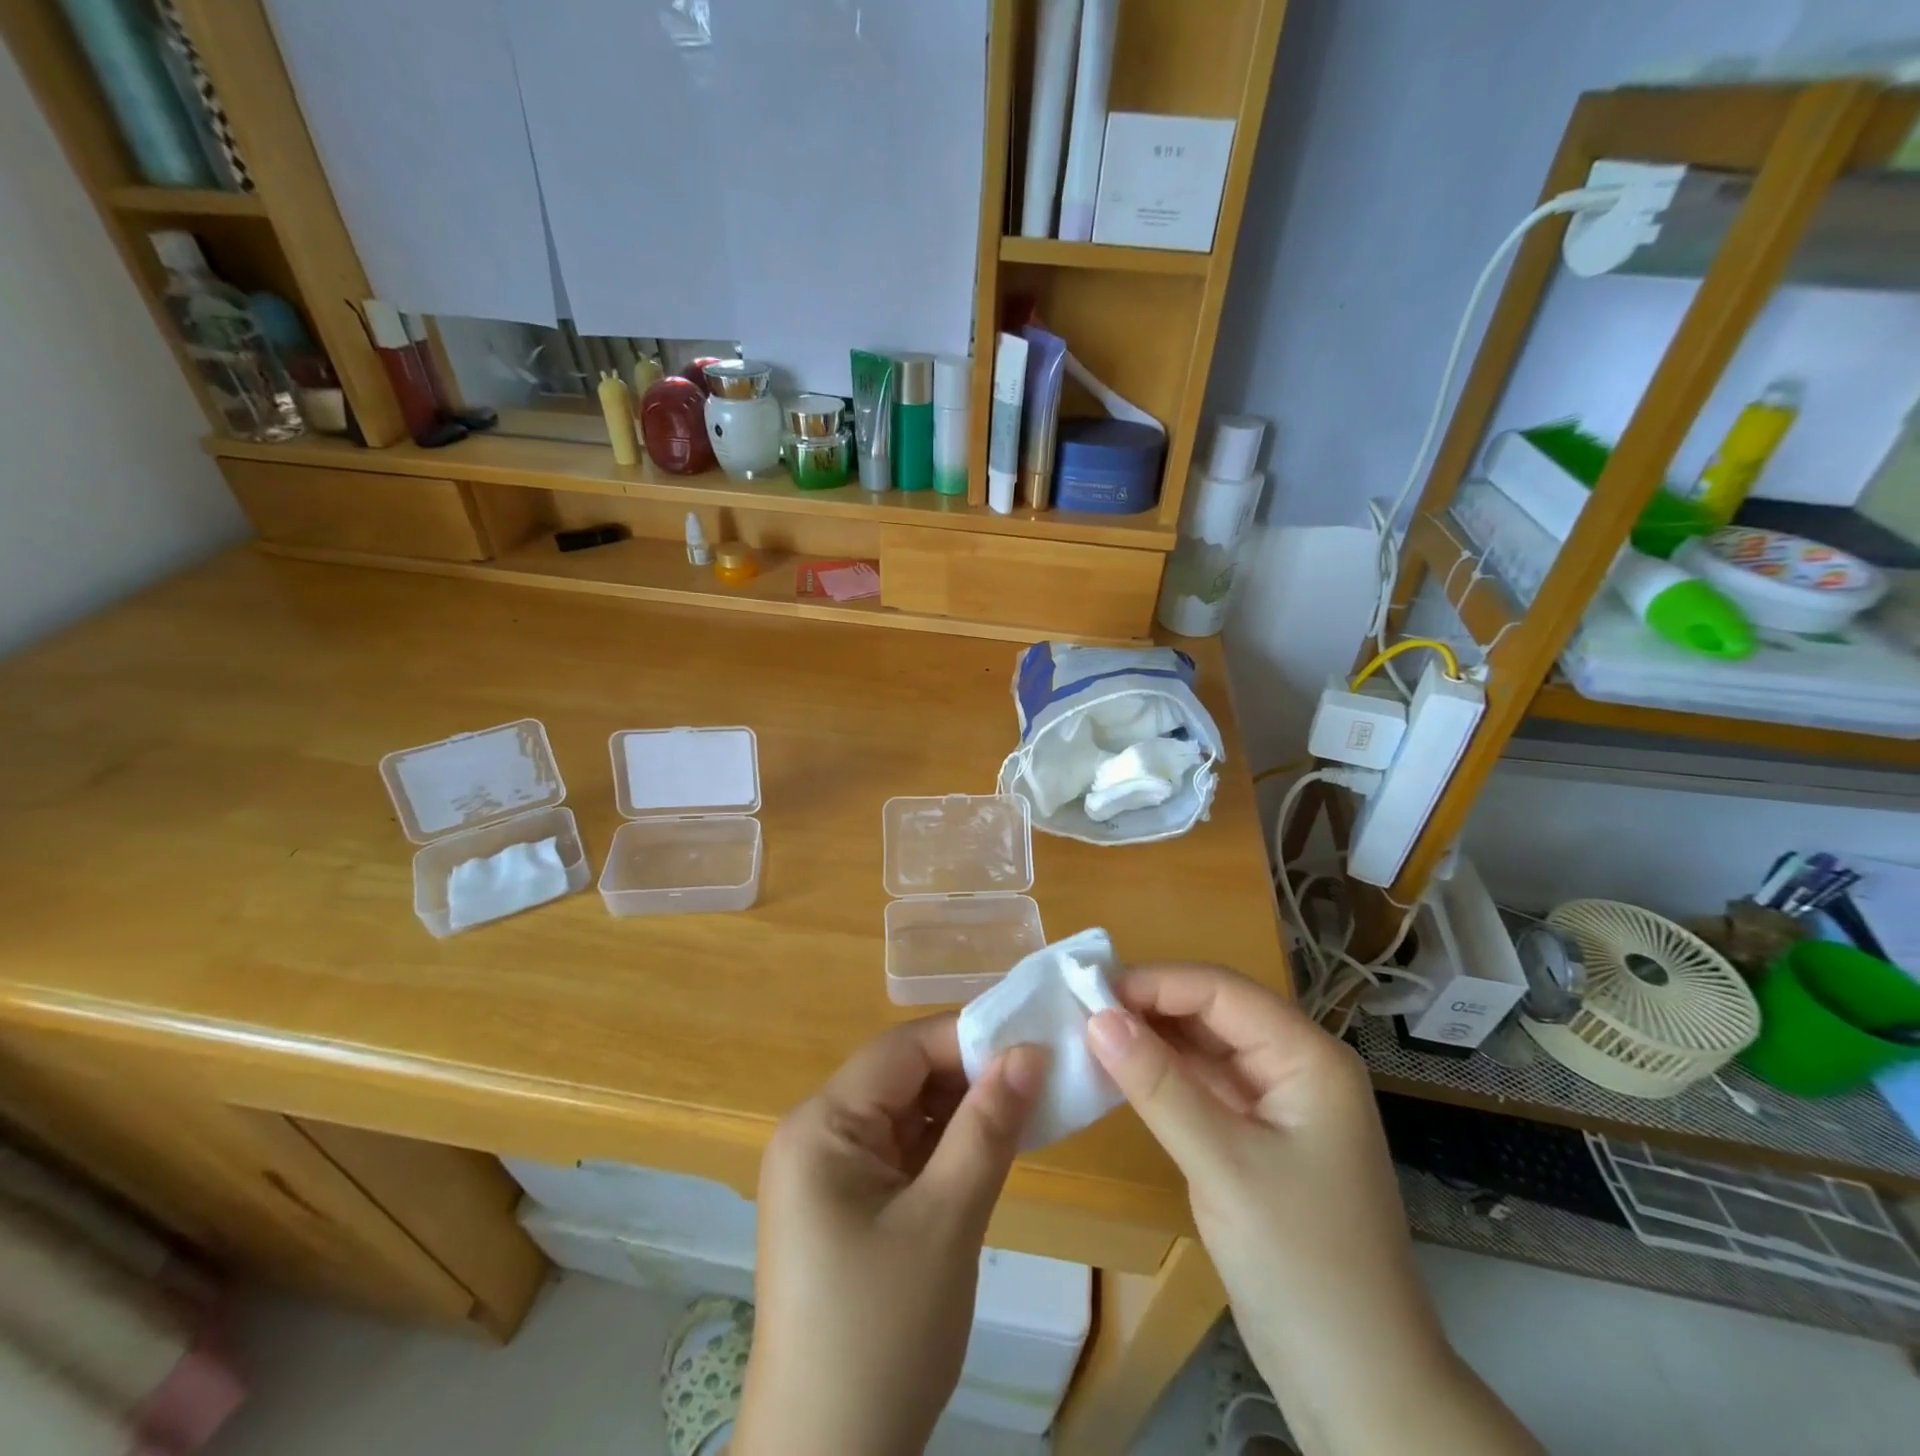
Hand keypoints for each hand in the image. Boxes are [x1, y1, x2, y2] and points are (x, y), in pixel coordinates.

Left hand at [735, 1015, 1045, 1455]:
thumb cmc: (882, 1335)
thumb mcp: (945, 1223)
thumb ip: (987, 1128)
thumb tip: (1030, 1051)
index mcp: (820, 1125)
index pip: (901, 1051)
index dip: (966, 1037)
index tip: (1032, 1038)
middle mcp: (816, 1134)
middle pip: (901, 1077)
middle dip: (968, 1072)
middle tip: (1039, 1072)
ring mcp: (829, 1172)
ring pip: (906, 1113)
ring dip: (962, 1109)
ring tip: (1027, 1103)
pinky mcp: (847, 1205)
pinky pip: (902, 1151)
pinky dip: (946, 1145)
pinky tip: (992, 1145)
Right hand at [1086, 965, 1539, 1455]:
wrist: (1361, 1387)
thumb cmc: (1304, 1266)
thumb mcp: (1224, 1167)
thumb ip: (1159, 1086)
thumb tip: (1097, 1017)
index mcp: (1308, 1057)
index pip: (1222, 990)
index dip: (1155, 983)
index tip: (1089, 990)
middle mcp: (1295, 1066)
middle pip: (1213, 1012)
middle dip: (1149, 1006)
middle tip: (1078, 1009)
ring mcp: (1276, 1103)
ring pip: (1204, 1047)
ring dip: (1150, 1039)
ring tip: (1087, 1033)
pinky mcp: (1255, 1137)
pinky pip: (1202, 1085)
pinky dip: (1160, 1076)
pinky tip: (1118, 1072)